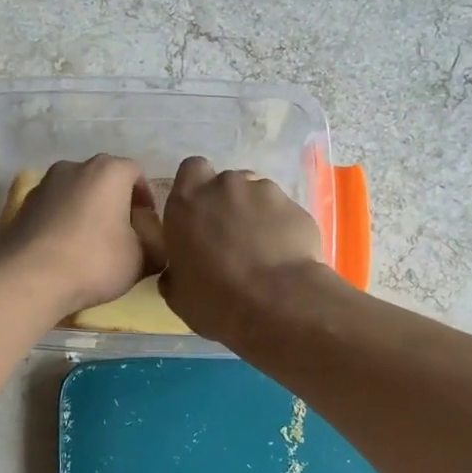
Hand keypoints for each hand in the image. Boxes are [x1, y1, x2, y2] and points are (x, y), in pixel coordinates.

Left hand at [0, 155, 161, 319]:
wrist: (29, 279)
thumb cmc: (95, 261)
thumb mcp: (142, 259)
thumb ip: (157, 246)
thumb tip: (154, 244)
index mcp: (109, 170)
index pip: (136, 173)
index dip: (145, 199)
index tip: (146, 226)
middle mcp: (75, 167)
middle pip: (104, 180)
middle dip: (115, 203)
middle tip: (122, 234)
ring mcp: (44, 184)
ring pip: (76, 193)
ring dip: (87, 211)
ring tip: (91, 244)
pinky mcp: (23, 205)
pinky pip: (54, 209)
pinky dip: (63, 222)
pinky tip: (65, 250)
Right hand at [160, 156, 327, 343]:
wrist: (276, 304)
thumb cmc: (214, 299)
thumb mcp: (178, 294)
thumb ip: (175, 271)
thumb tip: (177, 272)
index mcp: (187, 202)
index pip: (191, 169)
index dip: (198, 186)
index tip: (201, 212)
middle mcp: (224, 187)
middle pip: (226, 182)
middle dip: (229, 203)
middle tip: (232, 236)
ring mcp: (264, 192)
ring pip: (258, 195)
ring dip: (257, 214)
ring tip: (263, 249)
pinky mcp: (296, 207)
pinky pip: (284, 213)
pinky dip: (282, 228)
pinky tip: (285, 256)